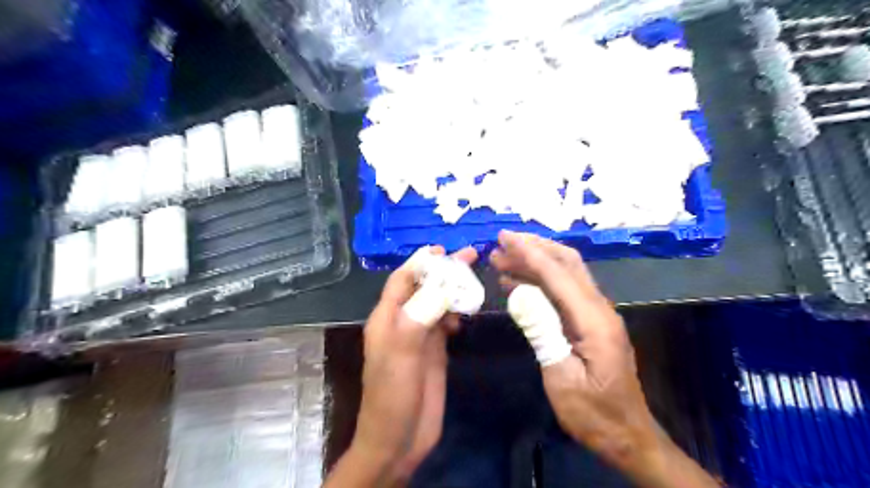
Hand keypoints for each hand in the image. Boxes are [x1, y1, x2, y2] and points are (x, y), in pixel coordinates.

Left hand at [324, 248, 474, 487]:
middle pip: (424, 287)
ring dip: (453, 290)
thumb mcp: (403, 351)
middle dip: (444, 271)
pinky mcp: (434, 351)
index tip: (442, 248)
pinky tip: (466, 314)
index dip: (420, 261)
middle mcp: (403, 322)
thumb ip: (420, 314)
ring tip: (474, 280)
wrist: (398, 439)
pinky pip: (446, 322)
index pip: (402, 279)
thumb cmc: (393, 394)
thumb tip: (443, 284)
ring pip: (437, 303)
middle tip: (470, 256)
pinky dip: (456, 313)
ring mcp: (420, 336)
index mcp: (387, 318)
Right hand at [493, 233, 716, 487]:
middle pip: (567, 263)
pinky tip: (517, 284)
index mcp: (594, 320)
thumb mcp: (562, 379)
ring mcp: (596, 314)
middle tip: (501, 243)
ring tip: (502, 260)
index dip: (529, 253)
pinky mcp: (589, 322)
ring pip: (565, 274)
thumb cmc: (595, 414)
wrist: (627, 436)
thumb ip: (542, 333)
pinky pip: (563, 292)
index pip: (558, 274)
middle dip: (534, 248)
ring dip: (534, 263)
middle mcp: (599, 308)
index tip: (504, 238)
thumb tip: (518, 295)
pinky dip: (539, 282)